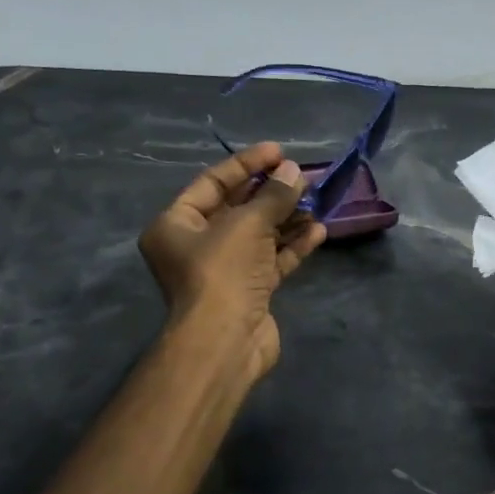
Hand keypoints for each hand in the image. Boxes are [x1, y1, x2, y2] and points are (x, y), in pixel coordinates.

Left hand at [138, 142, 327, 381]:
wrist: (225, 341)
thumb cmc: (222, 271)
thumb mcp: (247, 224)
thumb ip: (274, 196)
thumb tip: (295, 172)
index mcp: (176, 225)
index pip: (212, 183)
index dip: (247, 165)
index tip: (279, 152)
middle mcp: (195, 246)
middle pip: (237, 208)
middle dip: (271, 192)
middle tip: (301, 176)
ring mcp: (223, 270)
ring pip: (258, 235)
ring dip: (287, 218)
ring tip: (316, 201)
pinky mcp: (249, 291)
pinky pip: (272, 260)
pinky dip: (292, 246)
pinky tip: (318, 231)